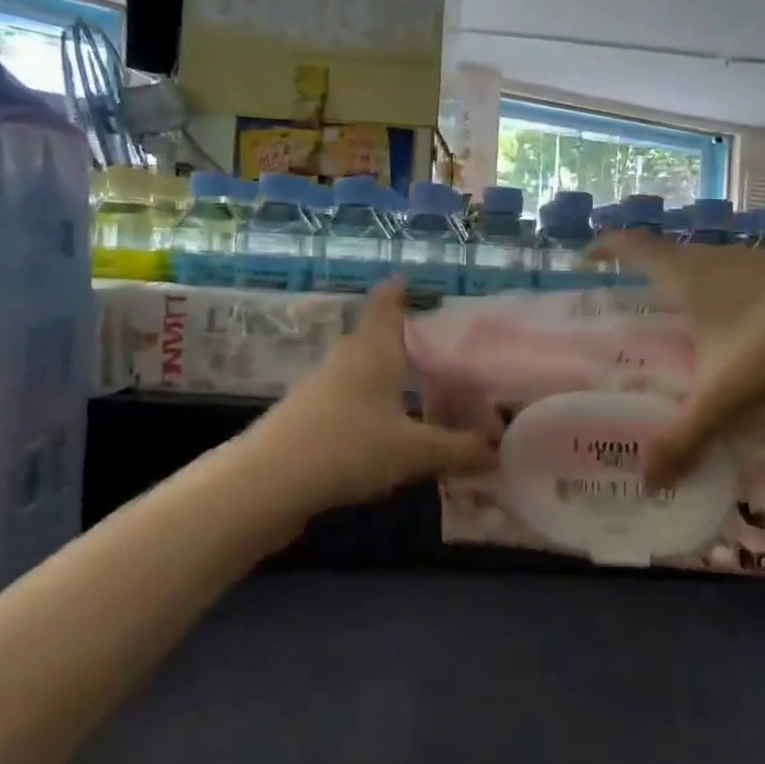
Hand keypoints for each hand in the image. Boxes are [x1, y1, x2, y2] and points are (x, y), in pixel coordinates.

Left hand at [263, 278, 495, 506]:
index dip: (395, 291)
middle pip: (372, 339)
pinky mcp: (306, 422)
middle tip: (431, 344)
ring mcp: (320, 391)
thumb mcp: (414, 451)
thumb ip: (458, 450)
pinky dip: (369, 407)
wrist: (266, 484)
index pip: (385, 307)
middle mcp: (346, 362)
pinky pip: (347, 402)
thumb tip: (498, 451)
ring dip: (383, 376)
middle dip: (398, 338)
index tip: (405, 278)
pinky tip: (384, 430)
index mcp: (374, 353)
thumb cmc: (348, 447)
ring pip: (359, 372)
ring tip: (413, 387)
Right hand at [589, 232, 764, 487]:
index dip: (605, 248)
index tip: (585, 261)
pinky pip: (734, 281)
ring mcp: (754, 262)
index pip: (632, 245)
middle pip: (665, 257)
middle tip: (627, 314)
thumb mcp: (728, 394)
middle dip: (641, 278)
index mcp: (688, 274)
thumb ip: (687, 437)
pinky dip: (719, 300)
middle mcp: (716, 258)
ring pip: (703, 269)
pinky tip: (731, 335)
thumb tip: (648, 482)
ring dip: (683, 289)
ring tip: (674, 328)